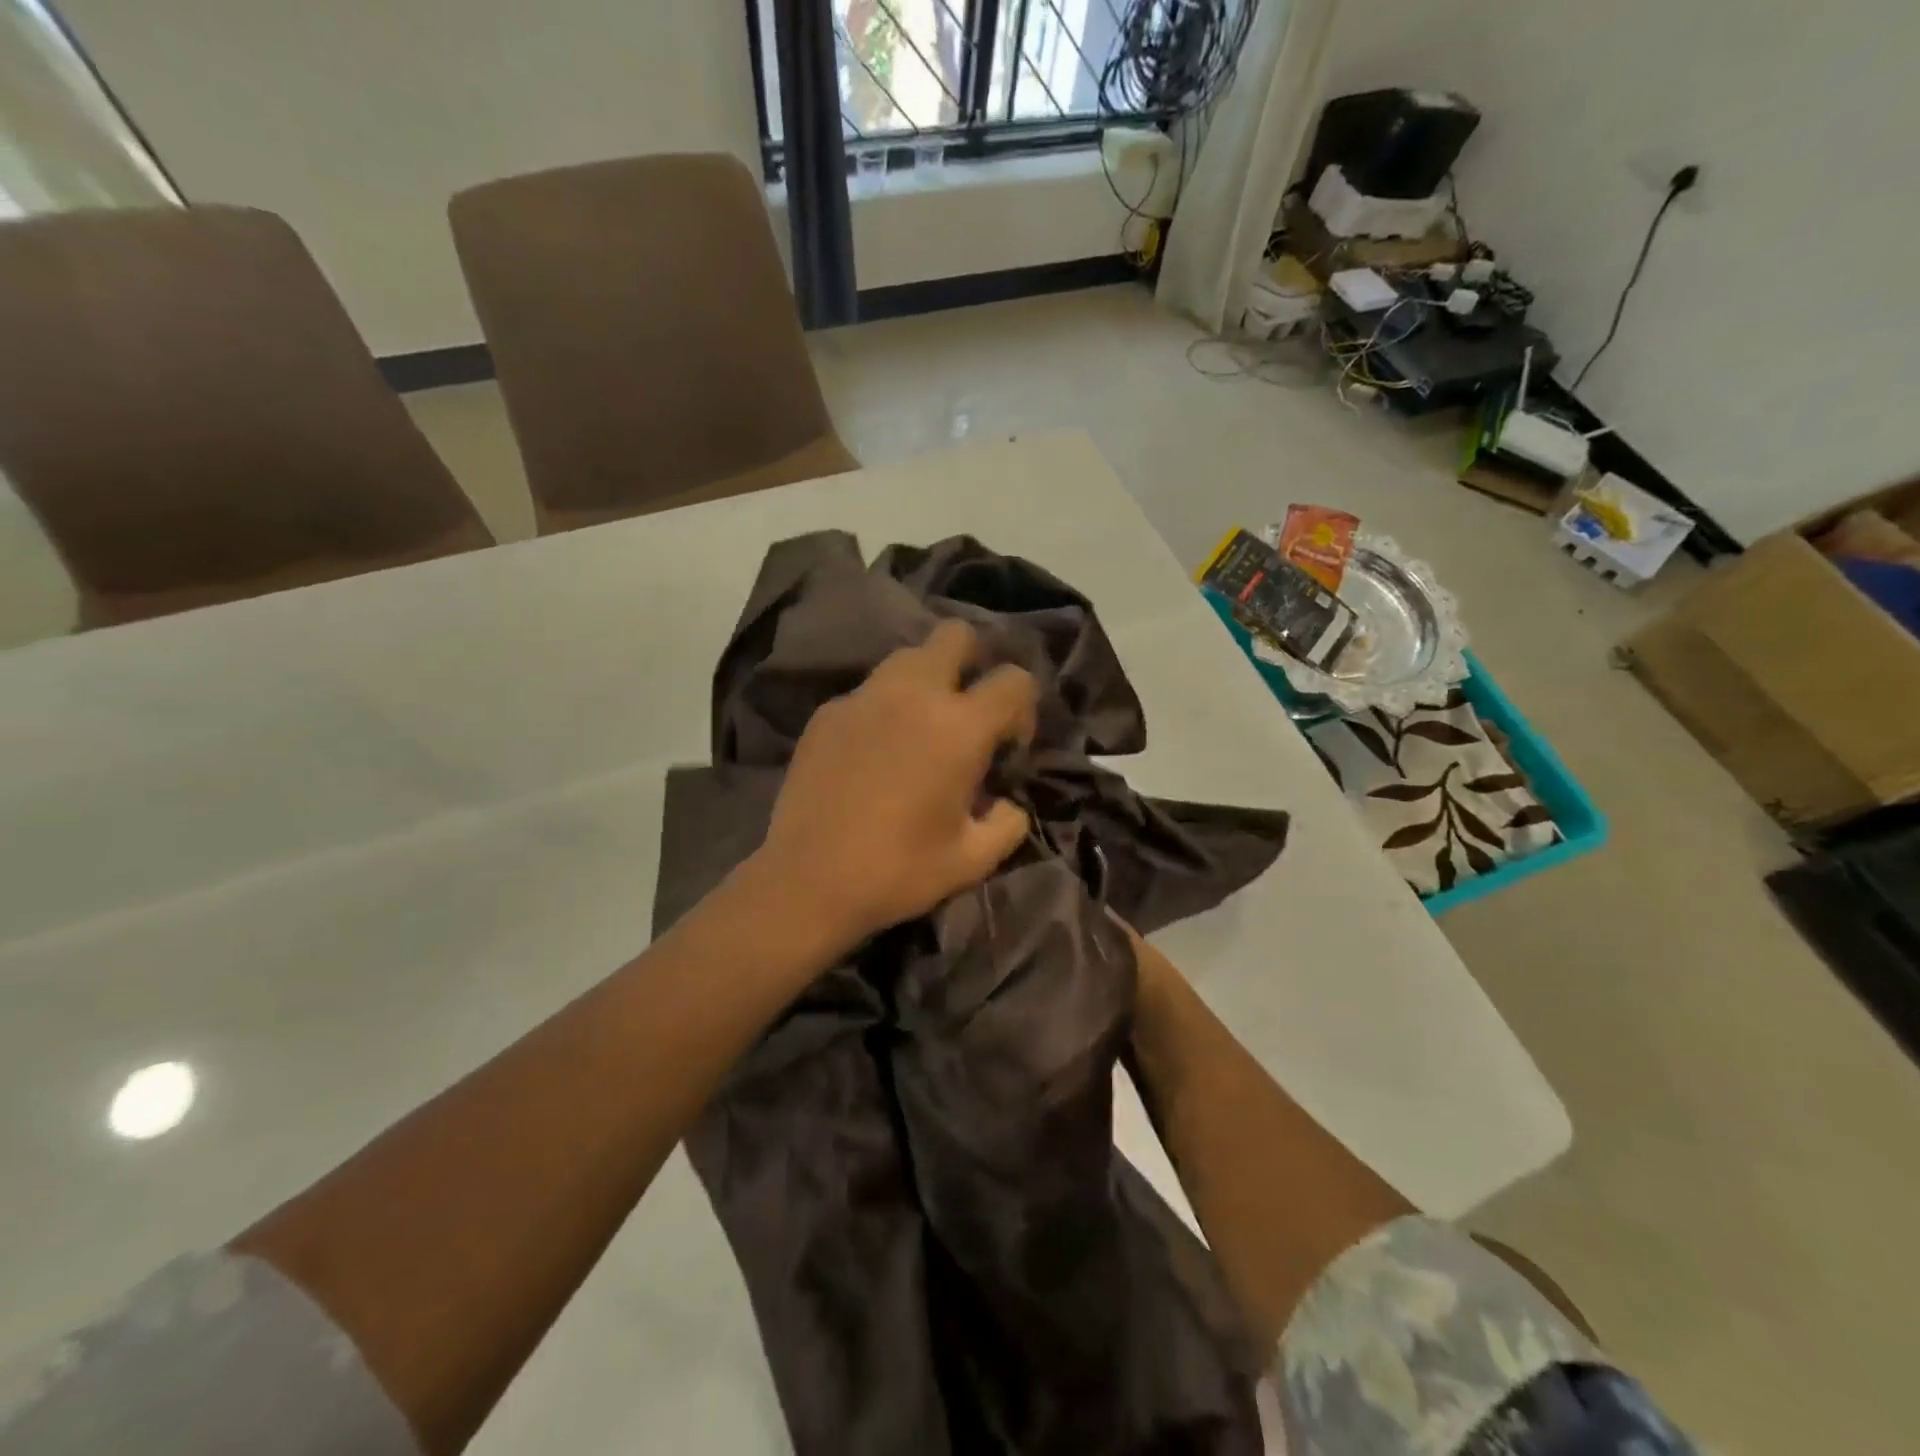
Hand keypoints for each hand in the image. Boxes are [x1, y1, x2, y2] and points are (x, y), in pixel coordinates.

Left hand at [748, 619, 1037, 949]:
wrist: (808, 881)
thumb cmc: (899, 871)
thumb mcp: (973, 860)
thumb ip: (1008, 822)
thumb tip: (1007, 803)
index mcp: (959, 727)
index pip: (1014, 679)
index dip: (1023, 709)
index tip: (1007, 748)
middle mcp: (913, 695)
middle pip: (955, 635)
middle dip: (973, 661)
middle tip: (967, 711)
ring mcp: (863, 698)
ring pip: (907, 657)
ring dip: (927, 680)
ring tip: (920, 728)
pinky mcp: (827, 713)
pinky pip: (868, 692)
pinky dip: (883, 709)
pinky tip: (872, 753)